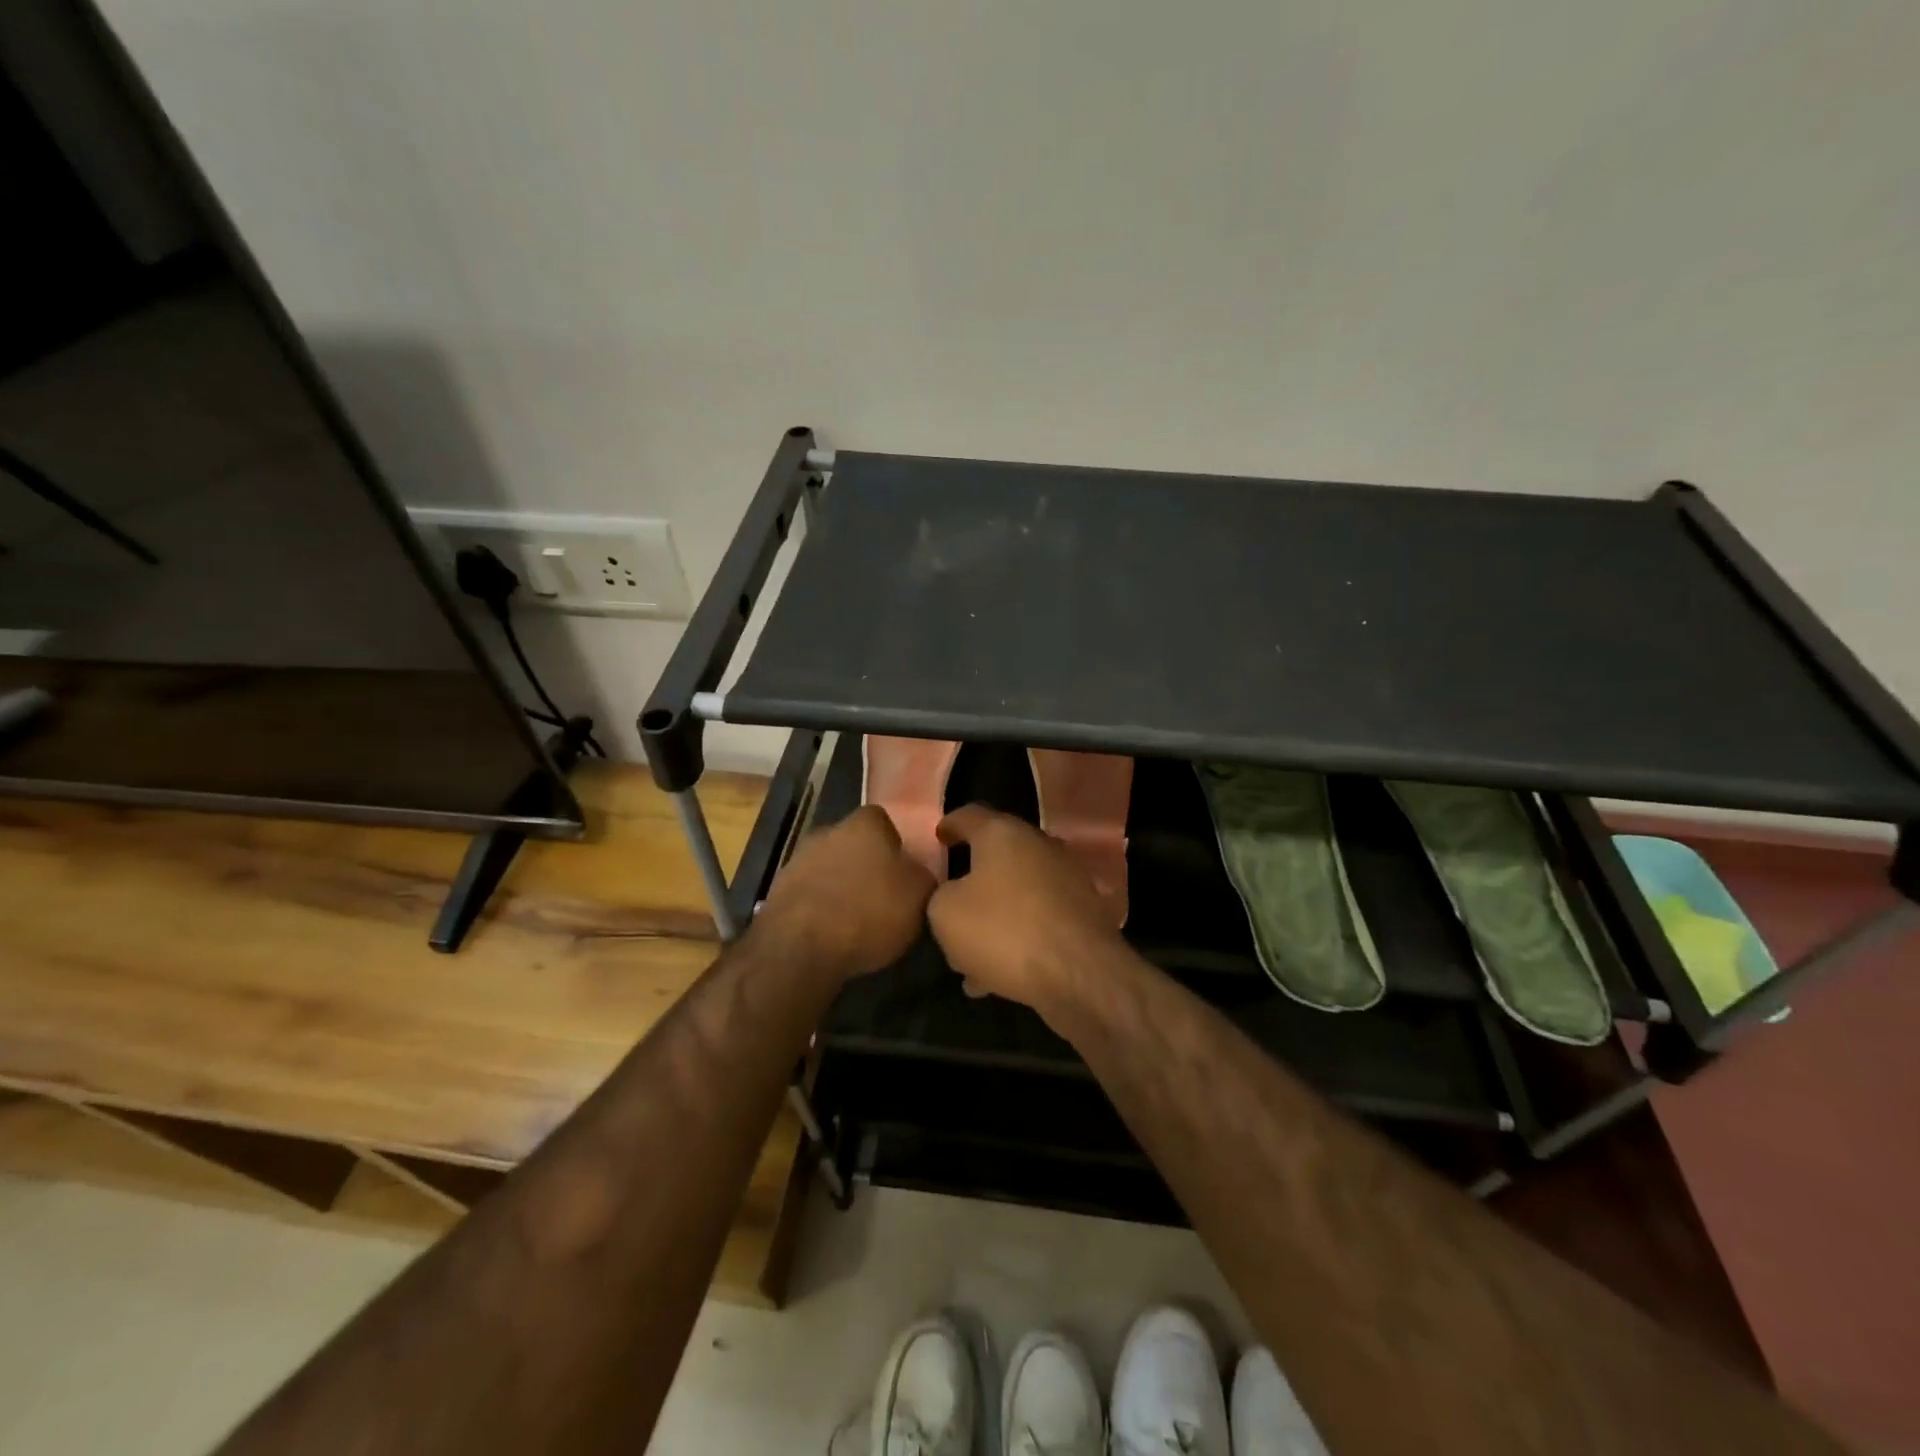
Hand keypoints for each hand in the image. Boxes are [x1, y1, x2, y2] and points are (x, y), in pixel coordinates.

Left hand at [756, 805, 935, 980]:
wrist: (800, 946)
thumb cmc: (869, 912)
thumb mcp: (919, 897)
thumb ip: (923, 877)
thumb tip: (917, 873)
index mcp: (865, 823)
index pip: (884, 821)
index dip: (896, 846)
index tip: (904, 872)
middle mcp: (829, 831)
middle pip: (855, 844)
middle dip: (867, 866)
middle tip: (884, 897)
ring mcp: (798, 859)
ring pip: (831, 868)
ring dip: (842, 888)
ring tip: (858, 922)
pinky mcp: (778, 890)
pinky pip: (811, 894)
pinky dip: (821, 909)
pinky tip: (833, 934)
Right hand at [926, 804, 1125, 1017]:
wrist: (1080, 974)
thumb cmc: (1004, 931)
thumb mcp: (945, 914)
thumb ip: (941, 895)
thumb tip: (954, 894)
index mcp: (1003, 834)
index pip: (970, 815)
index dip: (950, 825)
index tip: (939, 836)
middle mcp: (1039, 846)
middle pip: (998, 856)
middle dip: (973, 880)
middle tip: (951, 901)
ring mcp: (1067, 879)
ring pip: (1018, 894)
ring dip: (994, 918)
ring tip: (968, 955)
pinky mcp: (1084, 913)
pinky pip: (1039, 919)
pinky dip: (1017, 938)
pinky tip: (997, 974)